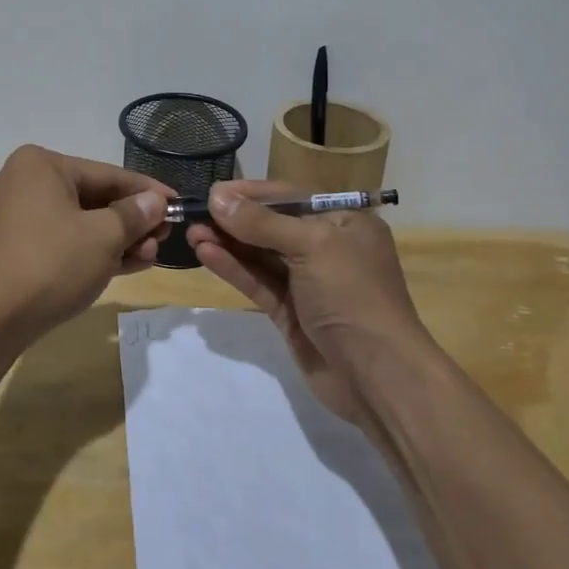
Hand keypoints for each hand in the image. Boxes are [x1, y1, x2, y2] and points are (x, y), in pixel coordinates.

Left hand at [0, 145, 172, 342]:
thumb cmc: (50, 264)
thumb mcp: (103, 237)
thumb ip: (134, 215)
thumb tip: (156, 201)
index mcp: (41, 165)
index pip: (108, 174)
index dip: (148, 191)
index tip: (178, 203)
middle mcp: (23, 182)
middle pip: (93, 198)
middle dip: (132, 221)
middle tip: (165, 238)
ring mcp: (14, 217)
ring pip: (78, 222)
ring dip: (116, 239)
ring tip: (150, 256)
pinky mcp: (12, 248)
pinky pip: (61, 241)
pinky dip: (91, 251)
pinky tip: (125, 265)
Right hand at [187, 180, 429, 432]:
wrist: (377, 376)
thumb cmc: (352, 295)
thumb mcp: (312, 246)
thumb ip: (261, 223)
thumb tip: (216, 197)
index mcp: (345, 222)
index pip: (291, 197)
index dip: (251, 193)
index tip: (212, 192)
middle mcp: (327, 247)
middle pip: (272, 225)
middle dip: (234, 219)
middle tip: (193, 214)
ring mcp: (308, 282)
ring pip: (261, 255)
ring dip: (228, 243)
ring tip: (191, 233)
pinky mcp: (291, 312)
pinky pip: (258, 282)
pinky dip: (234, 268)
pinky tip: (206, 255)